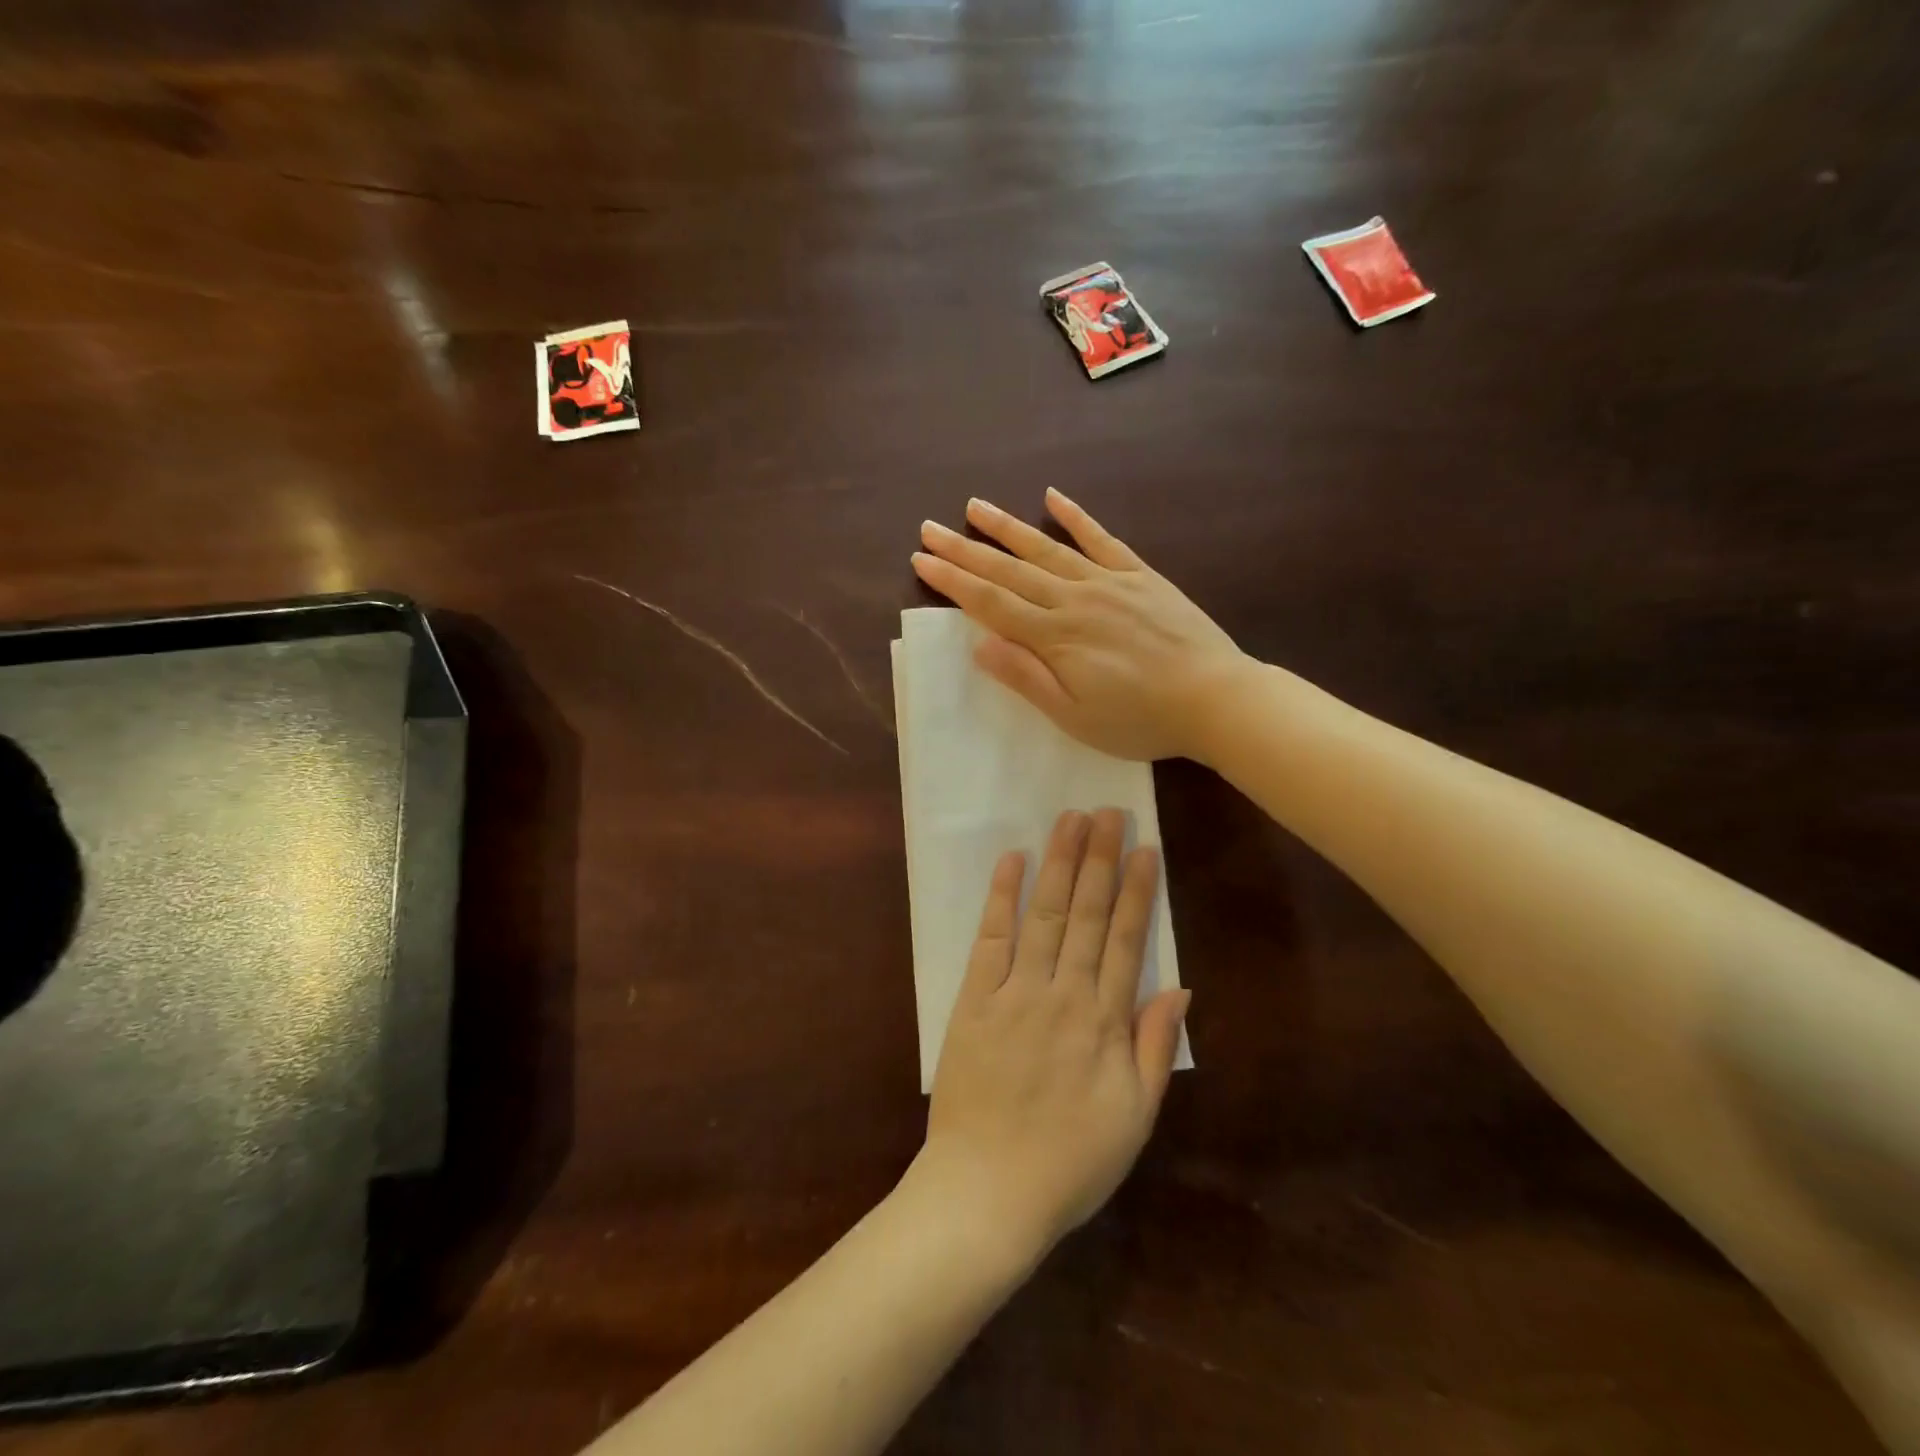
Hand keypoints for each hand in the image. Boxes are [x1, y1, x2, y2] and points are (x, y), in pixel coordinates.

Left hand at [909, 809, 1190, 1266]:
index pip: (1127, 940)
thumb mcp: (1134, 1118)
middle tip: (1109, 811)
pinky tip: (1012, 859)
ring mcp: (1014, 991)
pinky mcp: (973, 999)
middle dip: (1100, 859)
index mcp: (1104, 1022)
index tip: (1145, 847)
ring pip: (1044, 914)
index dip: (1137, 890)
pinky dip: (1001, 896)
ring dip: (1059, 863)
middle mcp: (1062, 993)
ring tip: (1071, 820)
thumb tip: (1181, 988)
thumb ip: (1156, 1048)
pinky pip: (989, 938)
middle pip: (1087, 913)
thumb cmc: (1069, 1163)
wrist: (986, 1193)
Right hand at [911, 489, 1249, 760]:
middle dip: (965, 549)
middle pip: (1010, 569)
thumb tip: (979, 644)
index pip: (990, 602)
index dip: (953, 580)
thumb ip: (1026, 678)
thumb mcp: (1075, 716)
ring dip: (1007, 527)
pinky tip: (1053, 497)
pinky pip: (1102, 539)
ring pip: (1047, 548)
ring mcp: (1109, 582)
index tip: (922, 559)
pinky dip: (1076, 517)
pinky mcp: (1141, 576)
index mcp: (1055, 636)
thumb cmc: (1140, 720)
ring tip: (974, 507)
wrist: (1215, 699)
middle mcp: (1074, 599)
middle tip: (929, 528)